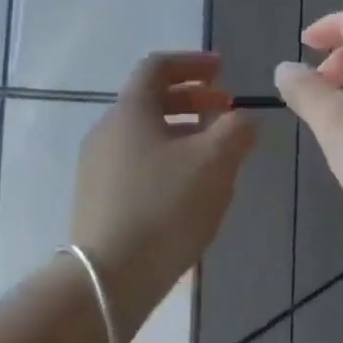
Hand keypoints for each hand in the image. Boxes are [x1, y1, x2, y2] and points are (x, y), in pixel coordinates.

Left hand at [71, 51, 257, 338]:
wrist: (108, 279)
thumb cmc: (164, 208)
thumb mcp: (213, 163)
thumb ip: (235, 131)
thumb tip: (244, 118)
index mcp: (130, 112)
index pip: (157, 67)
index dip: (192, 63)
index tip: (223, 70)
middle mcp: (107, 132)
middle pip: (151, 100)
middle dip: (193, 99)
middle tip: (226, 109)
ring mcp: (98, 167)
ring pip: (146, 134)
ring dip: (183, 132)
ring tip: (215, 152)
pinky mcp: (99, 199)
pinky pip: (137, 163)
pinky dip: (168, 159)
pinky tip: (190, 188)